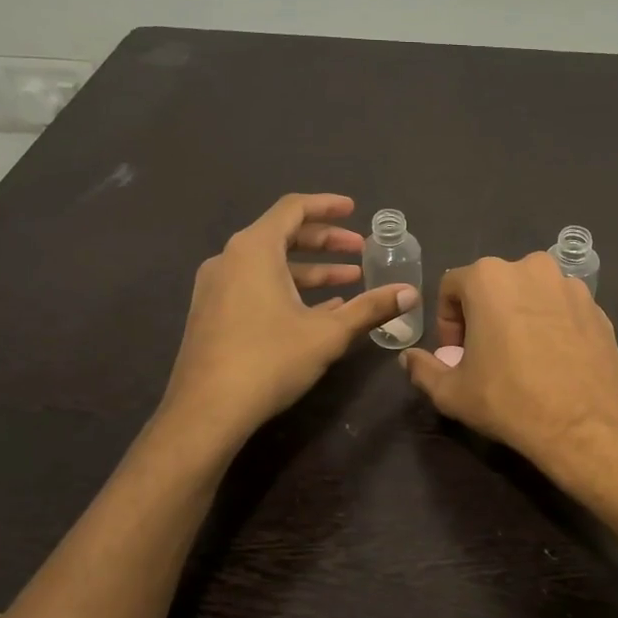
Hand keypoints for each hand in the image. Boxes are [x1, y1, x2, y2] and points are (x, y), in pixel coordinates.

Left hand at [159, 194, 415, 447]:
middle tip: (360, 250)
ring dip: (310, 270)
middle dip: (325, 241)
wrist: (206, 411)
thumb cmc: (269, 360)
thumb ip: (370, 308)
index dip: (327, 206)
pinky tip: (317, 311)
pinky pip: (255, 286)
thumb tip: (411, 293)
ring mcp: (215, 287)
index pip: (293, 209)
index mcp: (254, 250)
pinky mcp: (211, 313)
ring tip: (348, 283)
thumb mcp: (328, 333)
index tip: (354, 210)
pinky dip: (288, 289)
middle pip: (282, 235)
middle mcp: (229, 259)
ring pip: (269, 265)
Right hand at [400, 254, 617, 480]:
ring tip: (522, 358)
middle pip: (493, 286)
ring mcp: (570, 285)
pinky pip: (561, 308)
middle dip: (483, 316)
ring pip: (530, 295)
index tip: (455, 355)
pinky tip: (553, 361)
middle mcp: (532, 268)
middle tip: (486, 357)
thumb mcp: (453, 392)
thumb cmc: (511, 401)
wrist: (588, 425)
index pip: (451, 287)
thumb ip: (423, 369)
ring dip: (518, 317)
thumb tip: (409, 358)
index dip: (447, 322)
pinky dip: (551, 325)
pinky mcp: (597, 307)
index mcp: (489, 277)